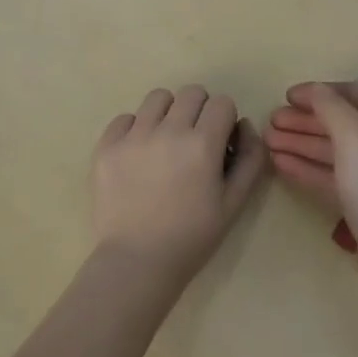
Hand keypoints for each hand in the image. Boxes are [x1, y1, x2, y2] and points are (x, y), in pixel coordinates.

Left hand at [92, 85, 267, 288]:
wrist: (136, 263)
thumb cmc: (192, 237)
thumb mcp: (234, 203)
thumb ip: (250, 159)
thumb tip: (244, 125)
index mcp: (202, 144)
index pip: (222, 102)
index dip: (225, 120)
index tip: (219, 142)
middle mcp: (168, 130)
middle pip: (191, 92)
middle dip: (199, 111)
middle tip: (194, 140)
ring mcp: (133, 136)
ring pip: (158, 98)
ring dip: (168, 112)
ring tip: (164, 141)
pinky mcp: (106, 146)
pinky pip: (125, 118)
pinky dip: (135, 129)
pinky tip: (138, 155)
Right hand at [265, 82, 357, 310]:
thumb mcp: (354, 137)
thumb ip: (330, 107)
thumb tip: (313, 90)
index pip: (352, 94)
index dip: (319, 92)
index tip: (287, 96)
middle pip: (340, 123)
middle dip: (305, 120)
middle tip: (270, 121)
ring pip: (332, 152)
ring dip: (300, 143)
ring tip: (267, 141)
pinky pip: (331, 178)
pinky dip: (306, 168)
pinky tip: (280, 165)